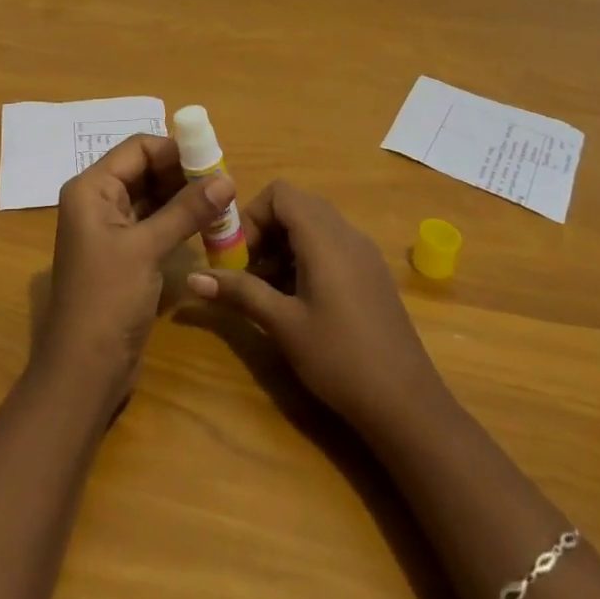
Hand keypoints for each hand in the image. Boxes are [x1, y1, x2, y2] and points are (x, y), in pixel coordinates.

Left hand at [34, 135, 232, 406]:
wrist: (84, 371)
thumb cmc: (107, 299)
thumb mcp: (147, 249)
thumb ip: (186, 211)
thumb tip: (227, 179)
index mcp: (91, 188)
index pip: (137, 148)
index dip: (175, 150)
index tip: (214, 160)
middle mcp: (97, 200)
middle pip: (145, 169)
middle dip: (183, 173)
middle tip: (223, 182)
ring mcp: (109, 228)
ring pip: (151, 196)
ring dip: (183, 197)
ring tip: (222, 201)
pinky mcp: (123, 254)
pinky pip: (152, 222)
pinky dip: (177, 220)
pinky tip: (206, 225)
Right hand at [186, 180, 444, 432]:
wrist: (407, 405)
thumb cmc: (339, 358)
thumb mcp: (282, 324)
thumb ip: (239, 292)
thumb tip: (192, 279)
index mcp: (324, 236)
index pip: (280, 193)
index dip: (253, 215)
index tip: (239, 254)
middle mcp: (346, 233)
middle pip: (296, 206)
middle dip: (265, 231)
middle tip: (247, 270)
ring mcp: (363, 253)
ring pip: (313, 227)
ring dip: (284, 246)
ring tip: (267, 290)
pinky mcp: (371, 274)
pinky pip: (331, 246)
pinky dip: (306, 258)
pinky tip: (298, 301)